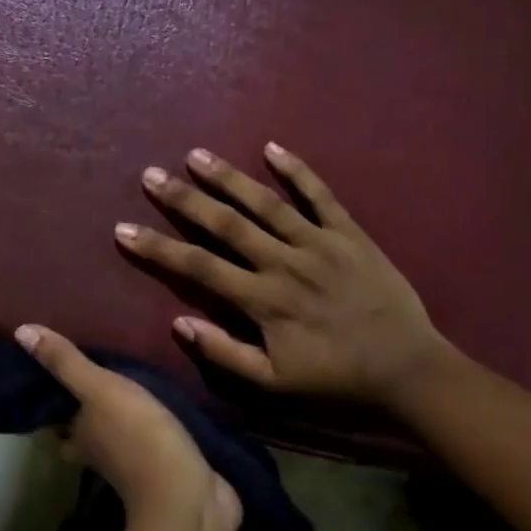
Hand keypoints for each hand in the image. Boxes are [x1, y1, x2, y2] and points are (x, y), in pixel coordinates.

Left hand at [16, 324, 241, 530]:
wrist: (186, 494)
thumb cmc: (136, 435)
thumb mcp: (98, 389)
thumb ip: (65, 362)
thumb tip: (20, 331)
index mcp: (77, 436)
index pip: (50, 421)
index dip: (46, 401)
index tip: (49, 373)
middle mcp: (97, 452)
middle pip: (79, 430)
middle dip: (81, 409)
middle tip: (90, 372)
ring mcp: (131, 463)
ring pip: (112, 435)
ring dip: (114, 416)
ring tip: (125, 379)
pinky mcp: (162, 466)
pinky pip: (147, 439)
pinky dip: (147, 424)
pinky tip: (158, 403)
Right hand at [115, 143, 462, 409]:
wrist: (407, 368)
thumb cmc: (336, 377)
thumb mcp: (274, 382)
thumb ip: (224, 353)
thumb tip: (178, 324)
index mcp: (262, 299)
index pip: (198, 267)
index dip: (157, 247)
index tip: (124, 229)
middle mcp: (283, 262)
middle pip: (225, 224)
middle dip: (184, 199)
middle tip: (151, 175)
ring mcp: (318, 242)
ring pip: (265, 203)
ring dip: (228, 178)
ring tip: (196, 155)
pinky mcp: (349, 233)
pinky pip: (320, 196)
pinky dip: (298, 170)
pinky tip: (272, 148)